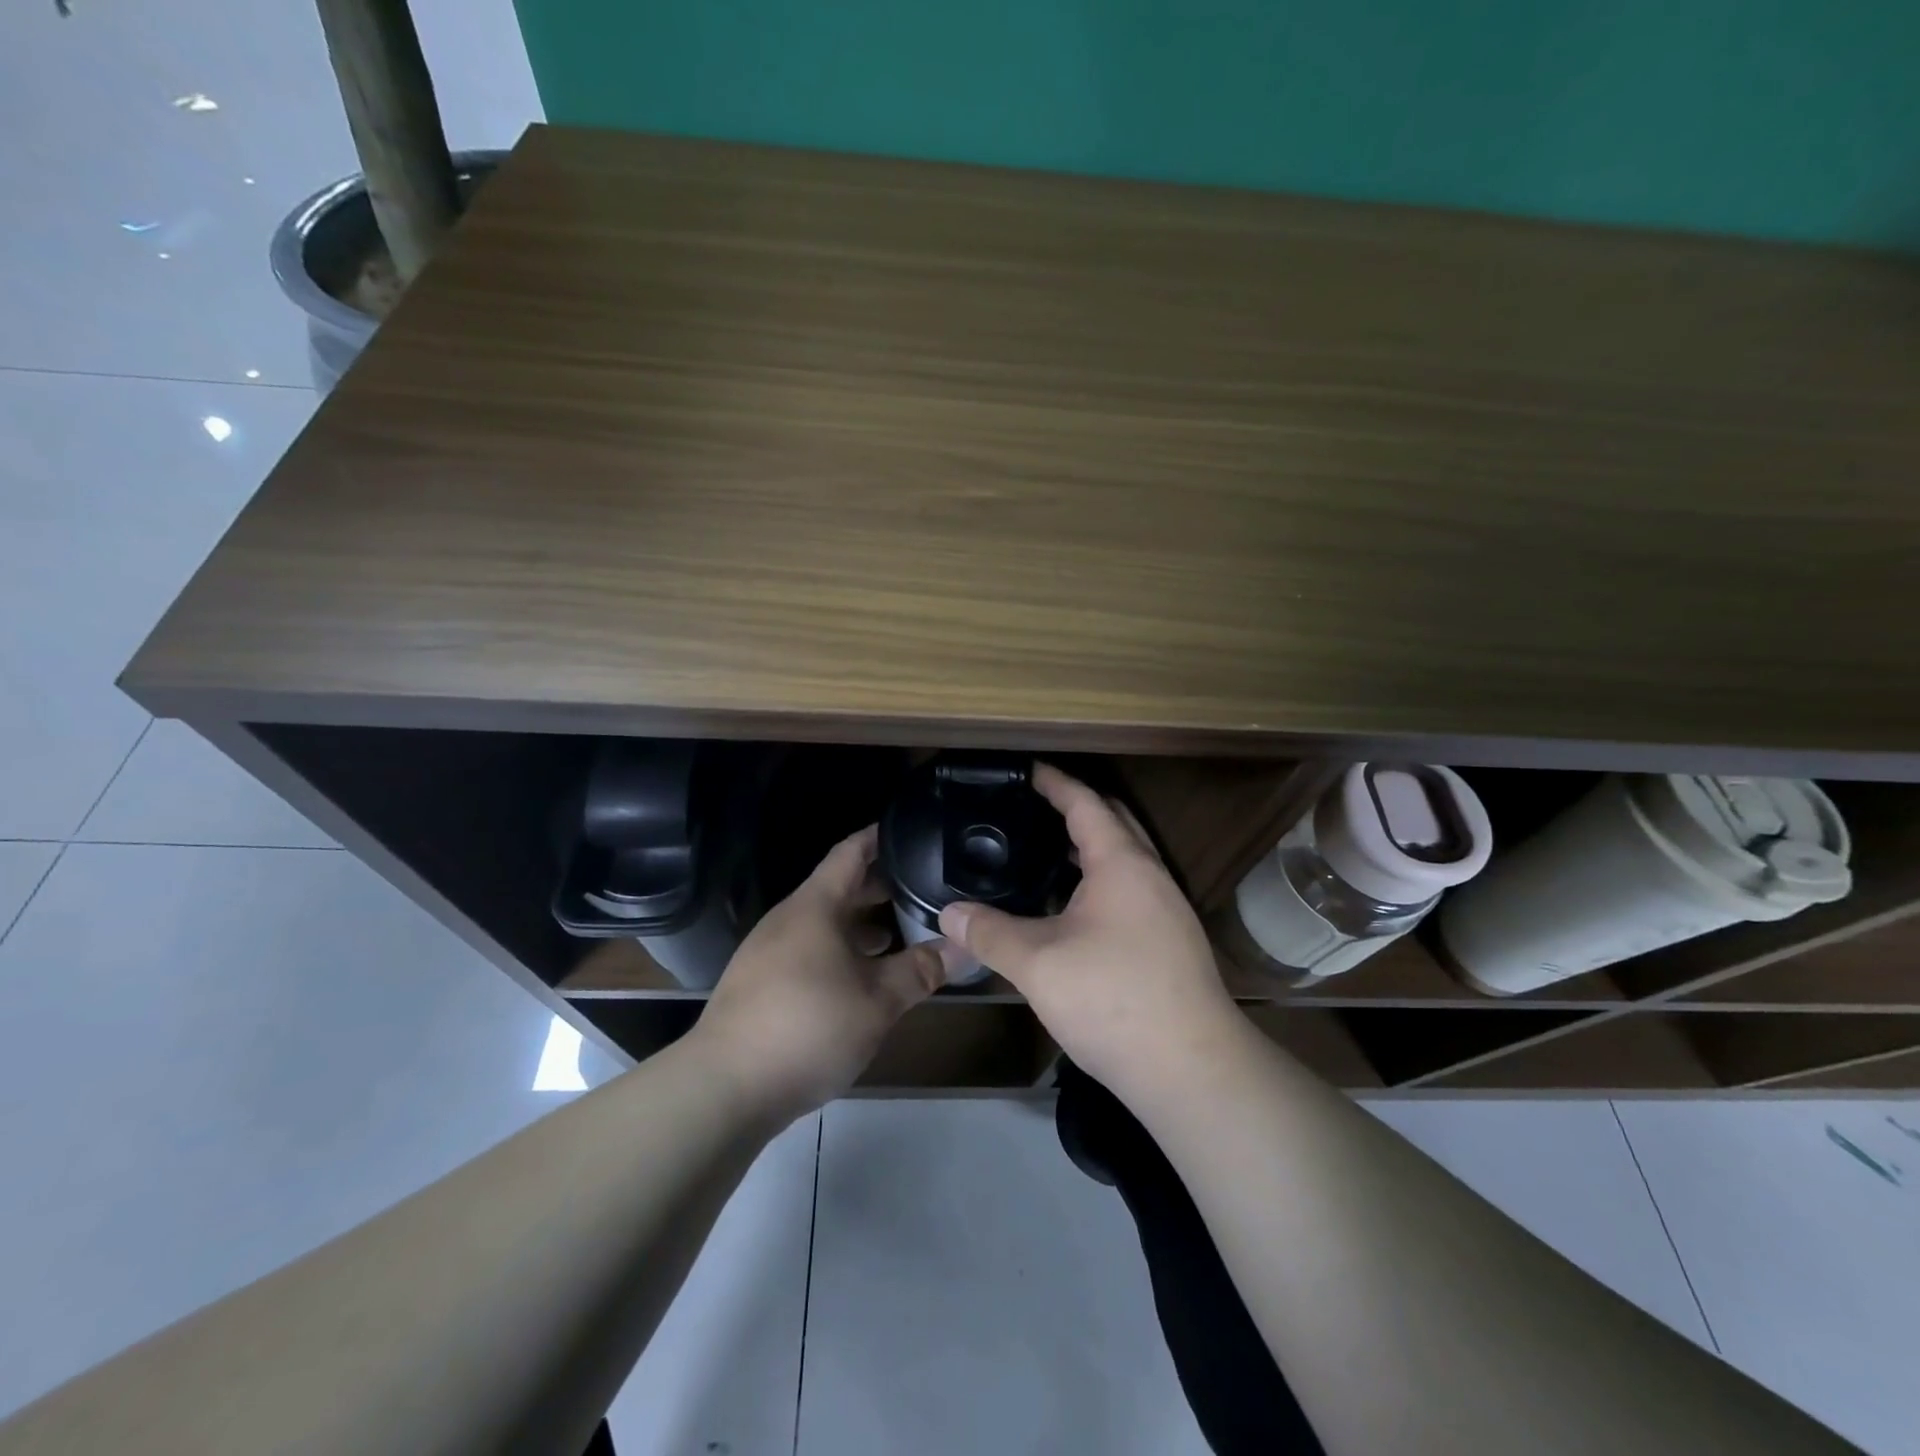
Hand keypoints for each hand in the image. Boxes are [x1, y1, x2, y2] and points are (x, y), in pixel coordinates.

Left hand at [696, 825, 944, 1115]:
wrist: (724, 1089)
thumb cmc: (808, 1027)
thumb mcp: (878, 1001)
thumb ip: (922, 969)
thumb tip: (965, 947)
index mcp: (814, 907)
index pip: (850, 852)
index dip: (878, 837)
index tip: (909, 829)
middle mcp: (789, 919)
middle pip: (839, 888)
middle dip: (880, 886)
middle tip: (923, 888)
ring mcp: (770, 952)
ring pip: (825, 923)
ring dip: (862, 925)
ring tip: (901, 933)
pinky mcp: (761, 984)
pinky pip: (810, 950)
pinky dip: (841, 951)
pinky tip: (863, 978)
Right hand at [937, 765, 1239, 1101]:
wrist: (1191, 1069)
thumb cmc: (1113, 1000)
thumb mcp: (1038, 964)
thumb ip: (989, 933)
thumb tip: (948, 913)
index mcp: (1121, 863)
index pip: (1085, 803)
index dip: (1054, 782)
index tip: (1028, 769)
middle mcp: (1150, 875)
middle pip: (1114, 822)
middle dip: (1076, 807)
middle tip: (1033, 807)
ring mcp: (1166, 909)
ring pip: (1125, 859)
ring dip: (1089, 847)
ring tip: (1043, 853)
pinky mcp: (1170, 941)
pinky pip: (1130, 889)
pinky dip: (1098, 880)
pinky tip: (1071, 908)